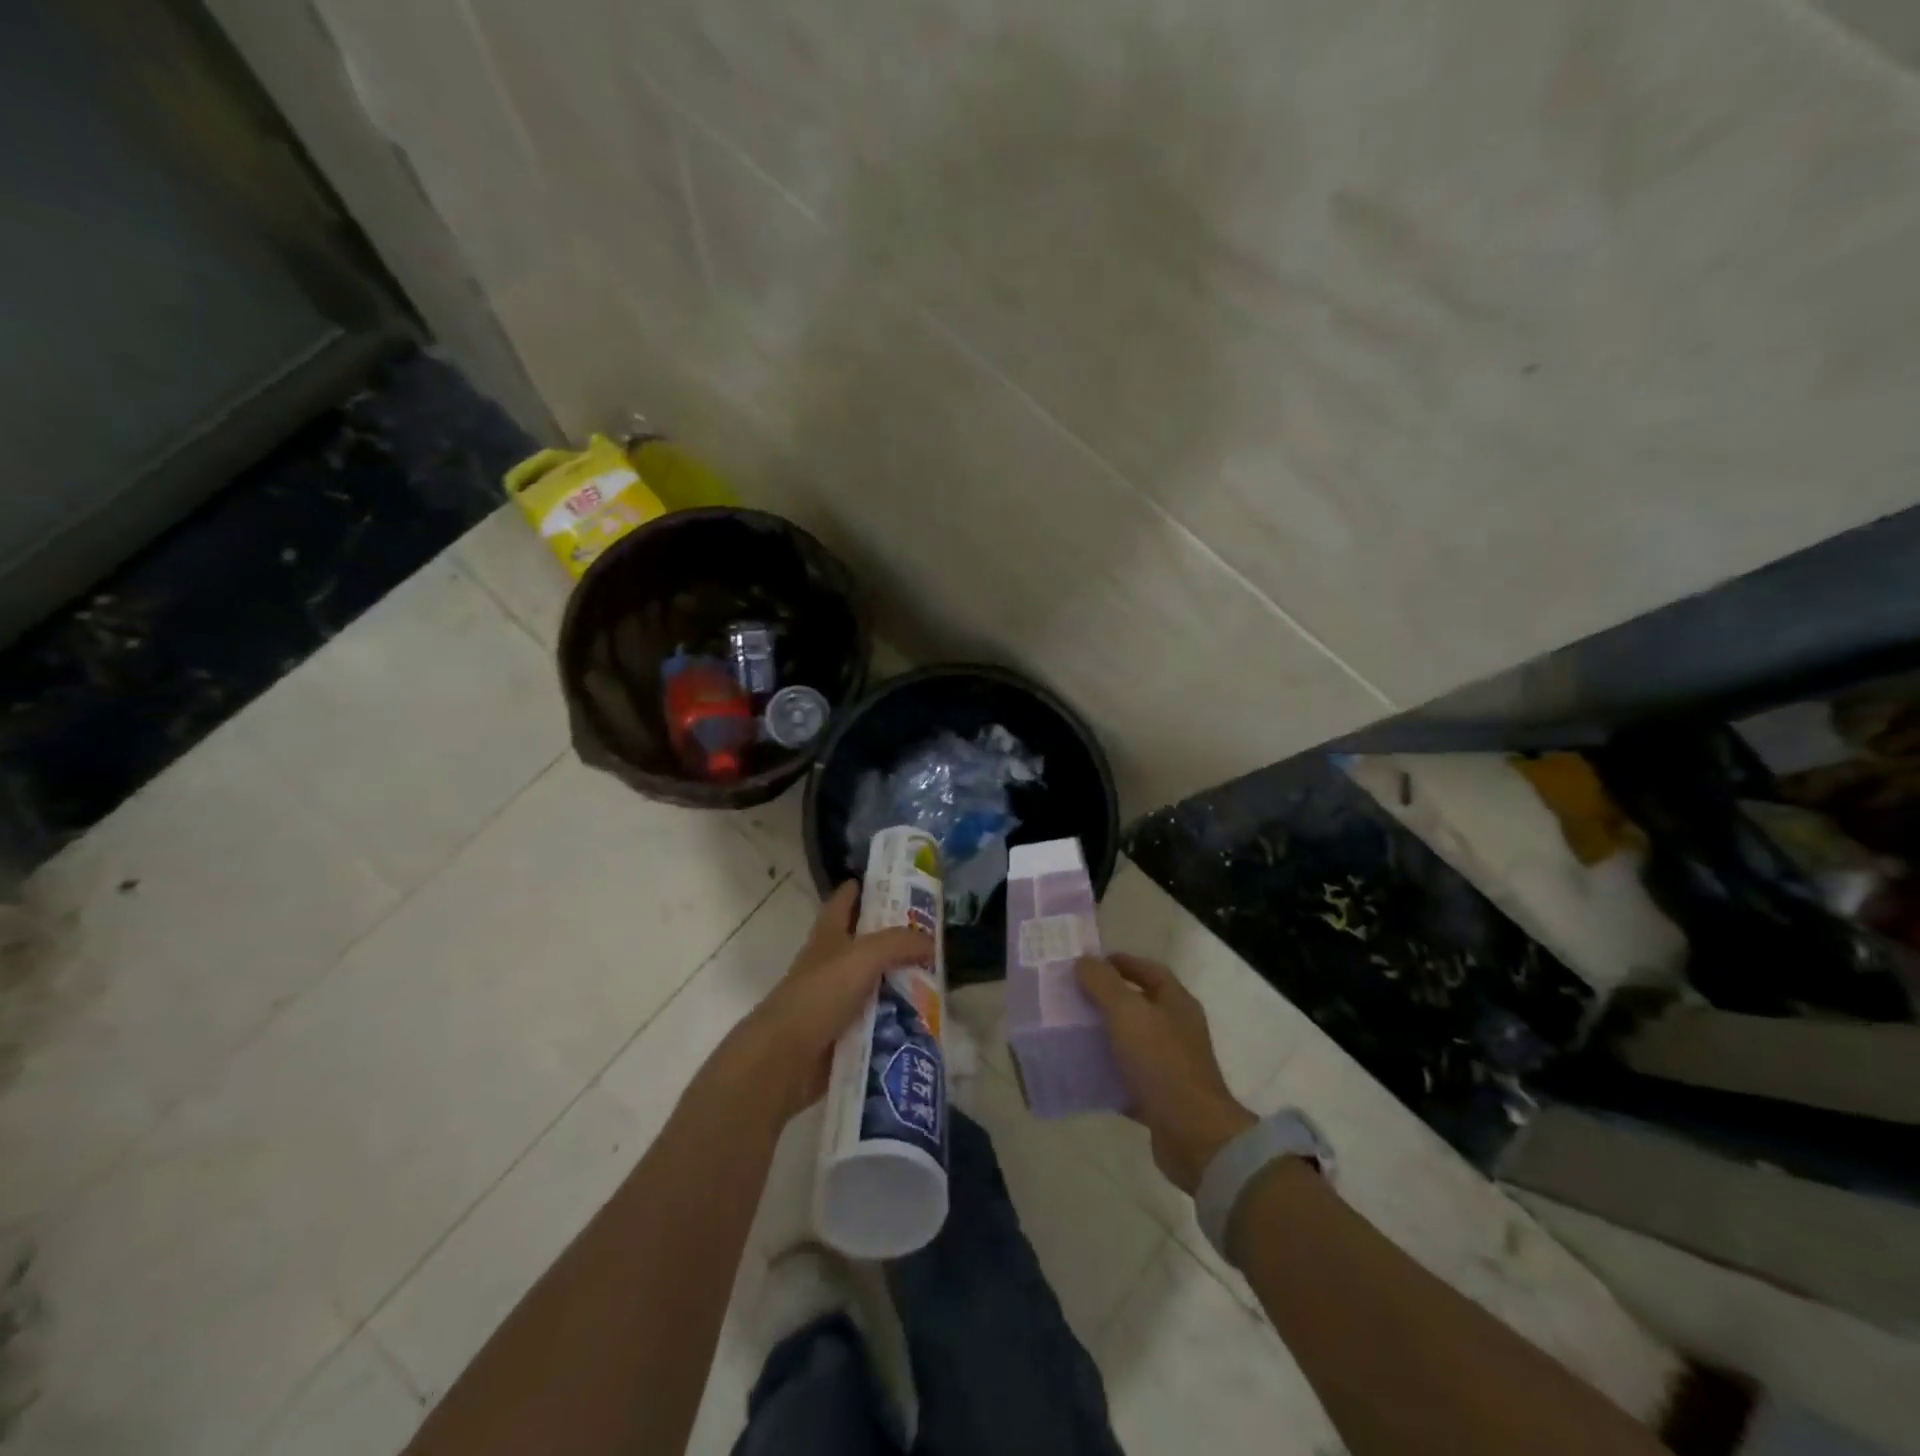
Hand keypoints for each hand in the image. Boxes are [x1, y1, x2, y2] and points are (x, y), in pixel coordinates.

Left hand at [734, 882, 931, 1122]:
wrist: (784, 1058)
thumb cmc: (819, 995)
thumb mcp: (862, 957)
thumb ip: (898, 943)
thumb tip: (930, 942)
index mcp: (828, 936)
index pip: (844, 901)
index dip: (862, 888)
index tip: (893, 880)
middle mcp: (830, 963)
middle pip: (866, 943)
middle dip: (895, 938)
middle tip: (934, 936)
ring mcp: (835, 999)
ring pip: (875, 983)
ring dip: (900, 982)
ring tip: (940, 980)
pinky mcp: (842, 1032)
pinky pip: (876, 1019)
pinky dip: (896, 1019)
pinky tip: (924, 1020)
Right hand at [1077, 953, 1256, 1193]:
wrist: (1193, 1136)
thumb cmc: (1161, 1062)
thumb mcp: (1127, 1013)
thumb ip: (1104, 983)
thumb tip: (1084, 960)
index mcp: (1176, 1003)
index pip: (1148, 970)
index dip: (1120, 962)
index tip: (1087, 963)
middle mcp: (1176, 1030)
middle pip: (1138, 1005)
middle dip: (1105, 999)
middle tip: (1071, 996)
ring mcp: (1169, 1065)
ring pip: (1130, 1042)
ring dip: (1103, 1036)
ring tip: (1069, 1032)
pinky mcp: (1160, 1098)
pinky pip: (1127, 1078)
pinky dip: (1106, 1073)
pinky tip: (1081, 1072)